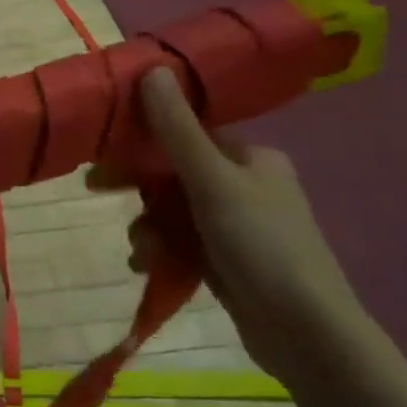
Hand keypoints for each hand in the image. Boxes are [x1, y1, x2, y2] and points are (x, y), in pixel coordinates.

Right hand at [90, 69, 369, 380]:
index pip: (188, 133)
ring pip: (174, 211)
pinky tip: (147, 267)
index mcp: (251, 158)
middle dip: (141, 190)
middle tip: (97, 190)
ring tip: (140, 250)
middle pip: (175, 174)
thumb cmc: (263, 246)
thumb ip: (177, 128)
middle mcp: (246, 185)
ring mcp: (238, 227)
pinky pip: (182, 243)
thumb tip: (152, 68)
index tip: (105, 148)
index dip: (145, 138)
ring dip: (148, 226)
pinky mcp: (229, 263)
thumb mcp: (213, 181)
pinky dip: (162, 250)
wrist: (309, 338)